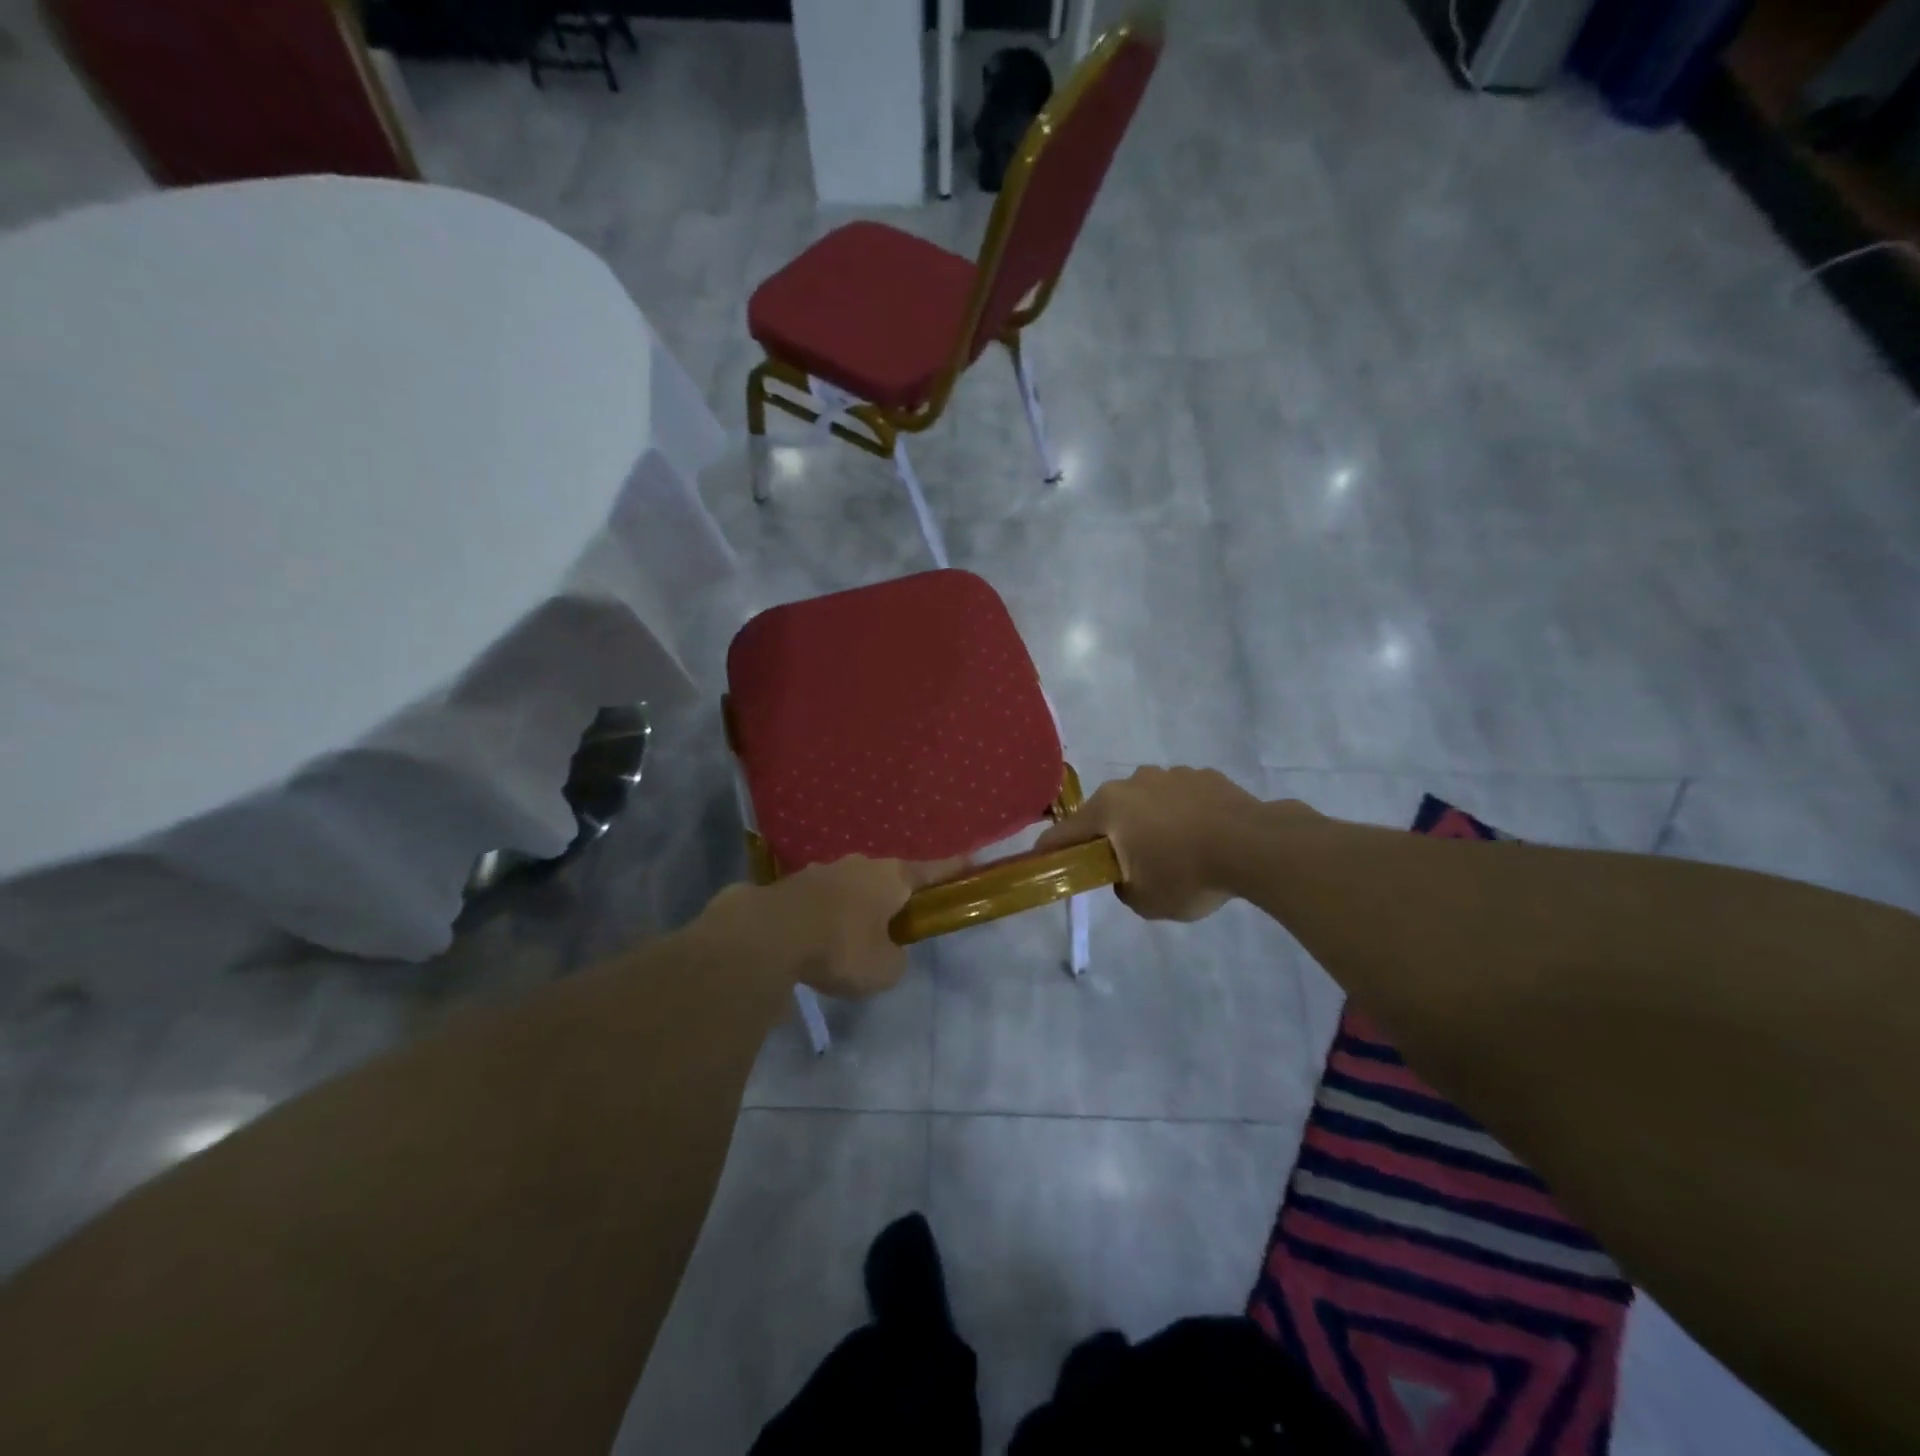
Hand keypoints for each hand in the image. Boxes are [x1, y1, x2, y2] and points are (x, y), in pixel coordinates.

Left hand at [701, 855, 965, 999]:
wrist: (768, 934)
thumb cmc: (841, 947)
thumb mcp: (884, 970)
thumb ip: (895, 959)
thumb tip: (886, 952)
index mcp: (891, 877)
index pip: (932, 871)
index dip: (952, 870)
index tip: (970, 862)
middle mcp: (860, 865)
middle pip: (887, 879)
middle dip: (893, 898)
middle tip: (896, 925)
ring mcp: (822, 870)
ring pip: (850, 888)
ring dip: (854, 908)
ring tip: (848, 940)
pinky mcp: (790, 885)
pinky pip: (819, 901)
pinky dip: (823, 917)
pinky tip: (814, 942)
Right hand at [1035, 766, 1282, 921]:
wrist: (1255, 846)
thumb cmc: (1187, 874)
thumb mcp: (1145, 900)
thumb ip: (1123, 888)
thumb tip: (1126, 876)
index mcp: (1109, 808)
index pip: (1064, 832)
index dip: (1050, 851)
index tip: (1043, 863)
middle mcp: (1133, 782)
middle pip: (1107, 812)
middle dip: (1109, 836)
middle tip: (1124, 865)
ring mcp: (1171, 774)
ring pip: (1146, 801)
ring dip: (1148, 822)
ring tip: (1174, 852)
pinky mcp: (1204, 775)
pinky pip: (1180, 798)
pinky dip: (1182, 815)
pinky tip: (1202, 837)